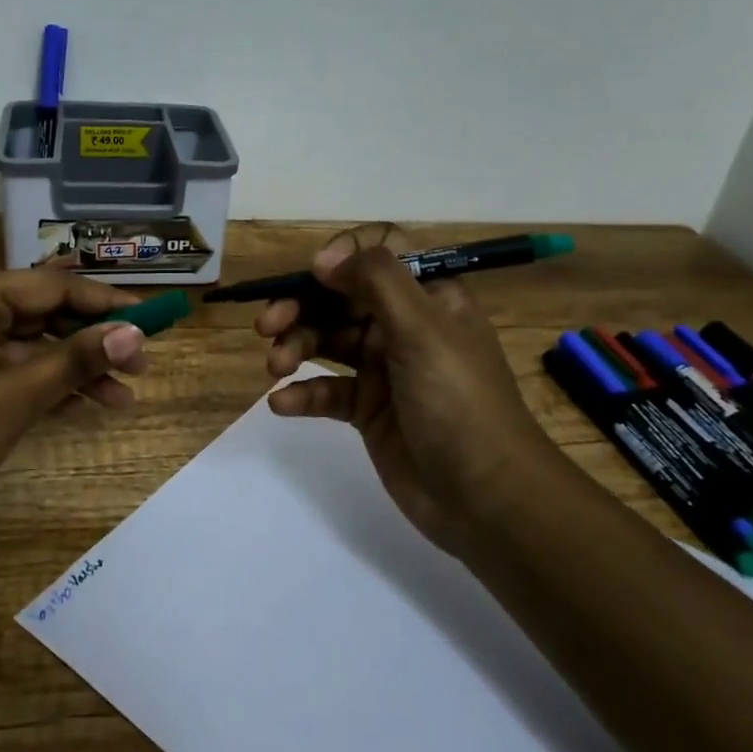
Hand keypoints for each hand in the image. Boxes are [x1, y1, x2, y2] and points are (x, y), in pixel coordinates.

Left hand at [0, 265, 151, 536]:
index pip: (54, 287)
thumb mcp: (15, 399)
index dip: (107, 304)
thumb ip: (76, 361)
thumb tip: (136, 333)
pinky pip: (8, 363)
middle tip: (142, 368)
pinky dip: (42, 382)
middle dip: (93, 341)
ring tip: (123, 399)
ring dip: (73, 368)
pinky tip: (82, 403)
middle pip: (43, 312)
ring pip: (29, 342)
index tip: (154, 320)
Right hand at [257, 224, 553, 553]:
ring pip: (327, 342)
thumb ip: (376, 281)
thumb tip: (325, 258)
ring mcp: (384, 369)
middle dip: (301, 306)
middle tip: (267, 326)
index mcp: (427, 297)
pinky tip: (282, 404)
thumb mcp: (423, 329)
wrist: (485, 498)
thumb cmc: (458, 401)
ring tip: (275, 369)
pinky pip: (326, 390)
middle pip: (340, 298)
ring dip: (295, 347)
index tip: (314, 276)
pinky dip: (302, 394)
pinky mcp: (368, 410)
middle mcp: (403, 325)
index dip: (342, 257)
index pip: (379, 253)